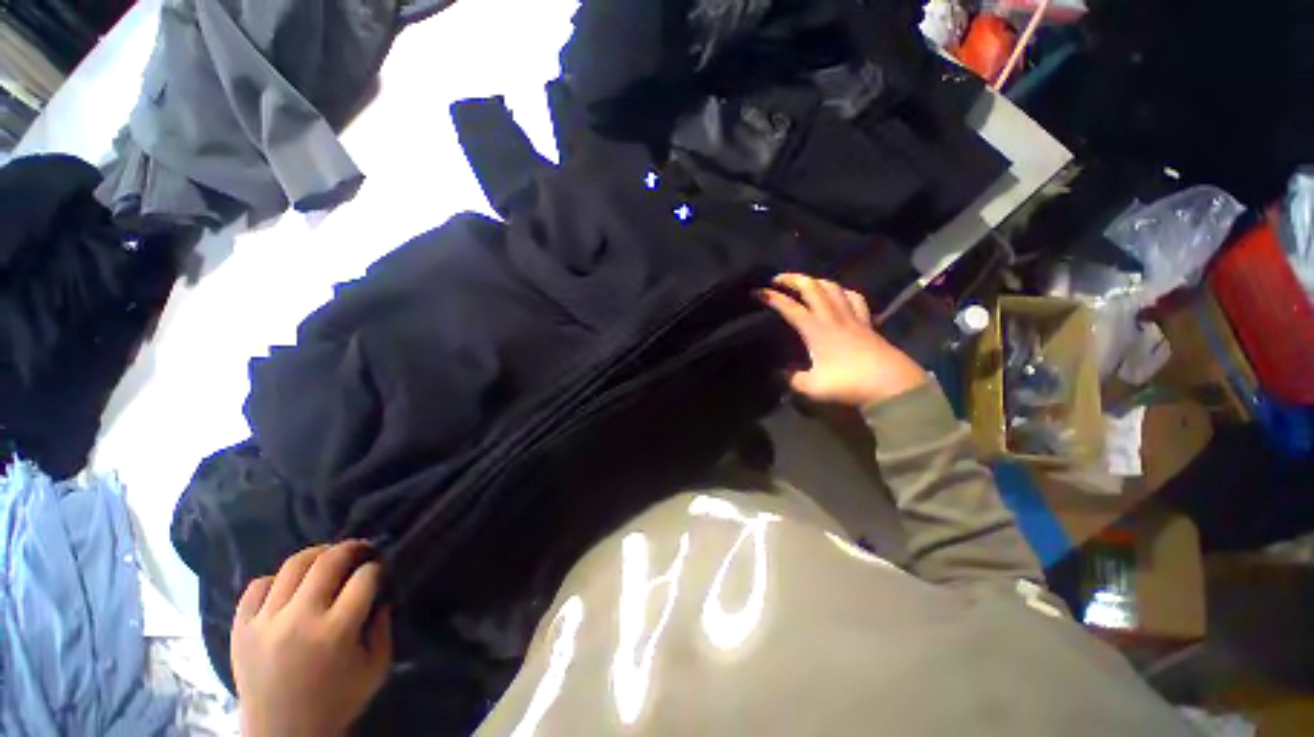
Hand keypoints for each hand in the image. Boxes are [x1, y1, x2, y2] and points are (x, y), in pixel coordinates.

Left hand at [232, 541, 392, 736]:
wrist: (280, 736)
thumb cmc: (335, 703)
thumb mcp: (375, 670)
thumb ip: (384, 629)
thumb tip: (381, 598)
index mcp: (336, 632)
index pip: (364, 578)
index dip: (377, 568)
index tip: (379, 570)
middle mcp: (299, 620)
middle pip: (328, 561)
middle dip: (351, 548)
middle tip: (361, 549)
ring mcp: (265, 623)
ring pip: (292, 566)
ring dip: (317, 554)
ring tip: (327, 557)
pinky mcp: (240, 629)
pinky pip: (257, 586)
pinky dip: (276, 579)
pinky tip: (288, 587)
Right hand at [759, 273, 926, 406]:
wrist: (892, 386)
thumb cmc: (849, 384)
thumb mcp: (813, 387)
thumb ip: (791, 379)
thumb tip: (778, 373)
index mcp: (817, 330)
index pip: (790, 308)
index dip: (772, 298)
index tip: (756, 292)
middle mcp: (833, 317)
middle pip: (812, 288)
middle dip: (792, 279)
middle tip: (777, 279)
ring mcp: (852, 317)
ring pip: (833, 288)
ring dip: (815, 281)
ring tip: (804, 284)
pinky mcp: (867, 323)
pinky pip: (854, 298)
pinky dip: (842, 291)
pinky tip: (838, 295)